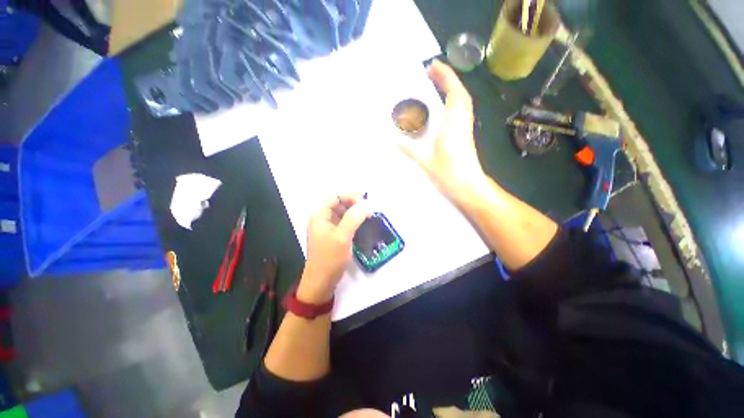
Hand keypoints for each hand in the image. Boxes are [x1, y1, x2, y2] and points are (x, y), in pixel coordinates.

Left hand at [299, 193, 370, 303]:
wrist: (322, 282)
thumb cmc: (330, 258)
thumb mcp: (342, 237)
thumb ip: (354, 217)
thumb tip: (366, 203)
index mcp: (319, 215)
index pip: (335, 196)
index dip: (350, 195)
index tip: (365, 202)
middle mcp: (322, 217)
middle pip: (339, 202)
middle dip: (354, 201)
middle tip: (369, 206)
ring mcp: (328, 226)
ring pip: (343, 211)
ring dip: (355, 210)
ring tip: (369, 212)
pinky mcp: (334, 234)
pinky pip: (344, 221)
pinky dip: (354, 219)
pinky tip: (363, 221)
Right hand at [398, 60, 486, 199]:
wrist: (468, 186)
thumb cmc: (448, 173)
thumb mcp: (424, 160)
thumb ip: (409, 148)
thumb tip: (393, 139)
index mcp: (453, 123)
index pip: (453, 91)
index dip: (445, 76)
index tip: (432, 66)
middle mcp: (462, 120)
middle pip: (460, 92)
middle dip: (447, 79)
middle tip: (431, 73)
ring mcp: (466, 127)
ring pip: (463, 101)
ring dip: (452, 88)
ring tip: (437, 85)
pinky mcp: (466, 134)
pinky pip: (462, 110)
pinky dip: (454, 101)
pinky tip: (444, 105)